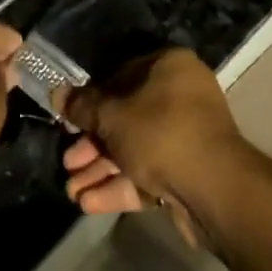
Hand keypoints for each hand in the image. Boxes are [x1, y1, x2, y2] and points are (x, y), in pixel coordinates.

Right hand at [58, 48, 251, 244]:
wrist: (214, 189)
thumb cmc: (160, 132)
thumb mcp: (111, 115)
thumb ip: (82, 106)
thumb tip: (57, 93)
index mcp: (169, 67)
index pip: (120, 75)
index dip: (90, 99)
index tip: (69, 119)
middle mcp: (181, 96)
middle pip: (126, 117)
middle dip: (92, 144)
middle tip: (68, 162)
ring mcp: (187, 136)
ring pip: (135, 149)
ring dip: (101, 169)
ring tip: (71, 191)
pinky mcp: (189, 172)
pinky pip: (148, 173)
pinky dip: (120, 185)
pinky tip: (89, 203)